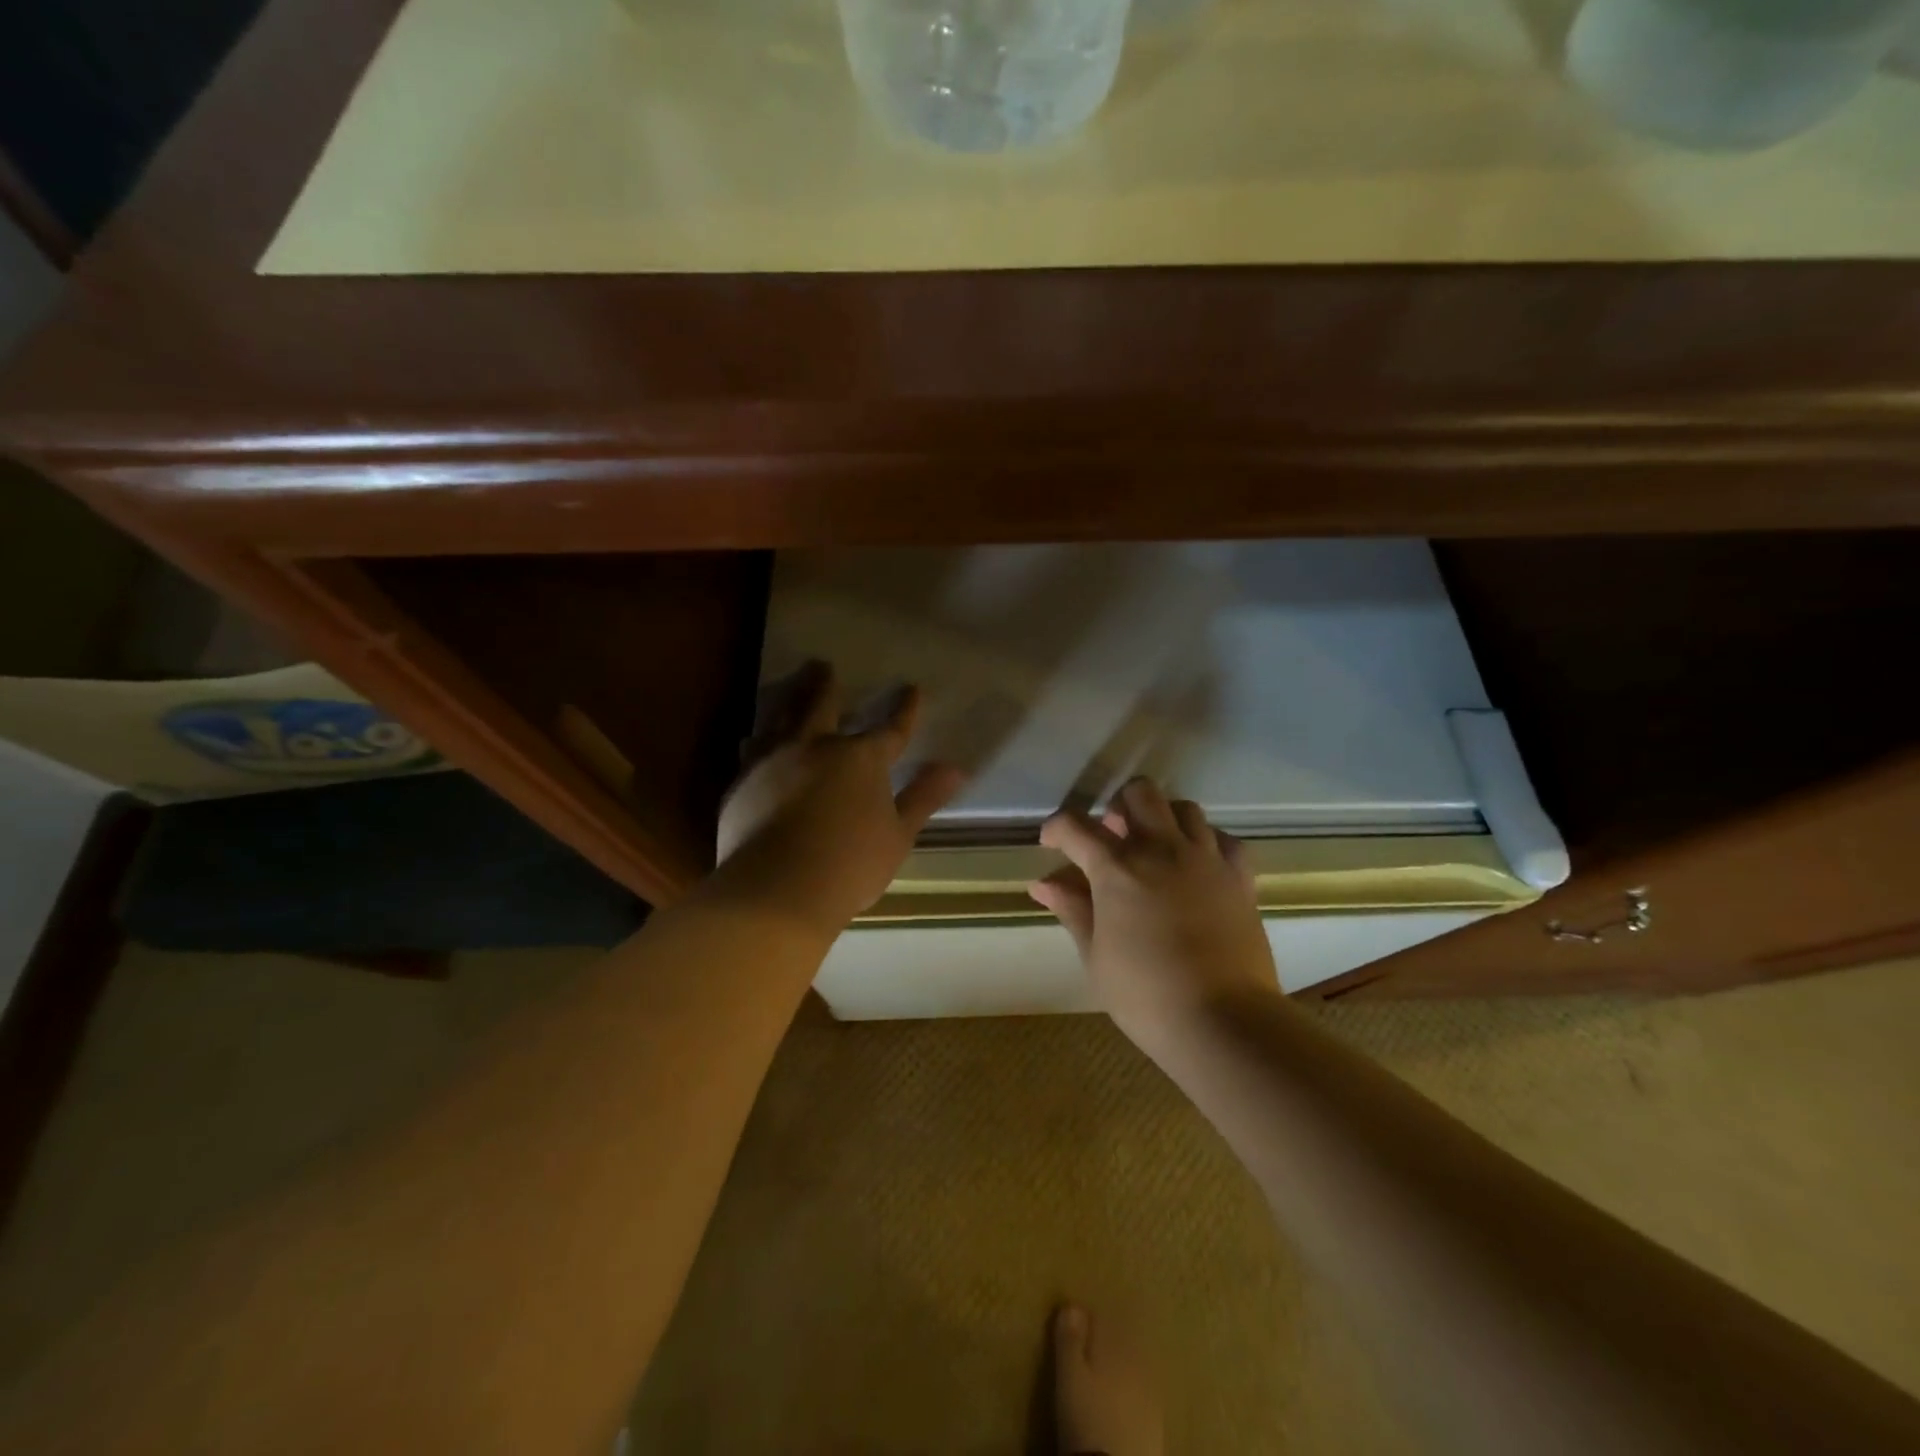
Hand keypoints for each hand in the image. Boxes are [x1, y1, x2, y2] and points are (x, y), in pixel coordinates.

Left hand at [712, 661, 964, 937]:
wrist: (777, 889)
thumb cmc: (850, 865)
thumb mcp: (898, 835)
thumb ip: (923, 797)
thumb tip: (956, 768)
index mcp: (861, 759)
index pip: (891, 728)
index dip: (904, 709)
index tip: (912, 689)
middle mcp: (816, 748)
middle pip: (821, 705)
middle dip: (826, 684)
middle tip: (822, 664)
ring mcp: (774, 761)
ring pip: (780, 718)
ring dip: (788, 699)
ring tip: (789, 687)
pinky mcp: (743, 782)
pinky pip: (752, 749)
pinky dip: (758, 739)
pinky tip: (753, 738)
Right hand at [1030, 778, 1278, 1041]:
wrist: (1223, 1022)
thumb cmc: (1146, 995)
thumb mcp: (1096, 956)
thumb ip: (1072, 909)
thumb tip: (1043, 883)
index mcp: (1117, 869)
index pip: (1076, 826)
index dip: (1056, 828)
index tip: (1050, 843)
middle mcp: (1161, 849)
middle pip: (1139, 794)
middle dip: (1118, 807)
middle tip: (1111, 838)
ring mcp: (1205, 859)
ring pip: (1184, 808)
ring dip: (1162, 819)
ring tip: (1154, 848)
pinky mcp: (1239, 878)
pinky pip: (1224, 840)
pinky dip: (1206, 842)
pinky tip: (1198, 865)